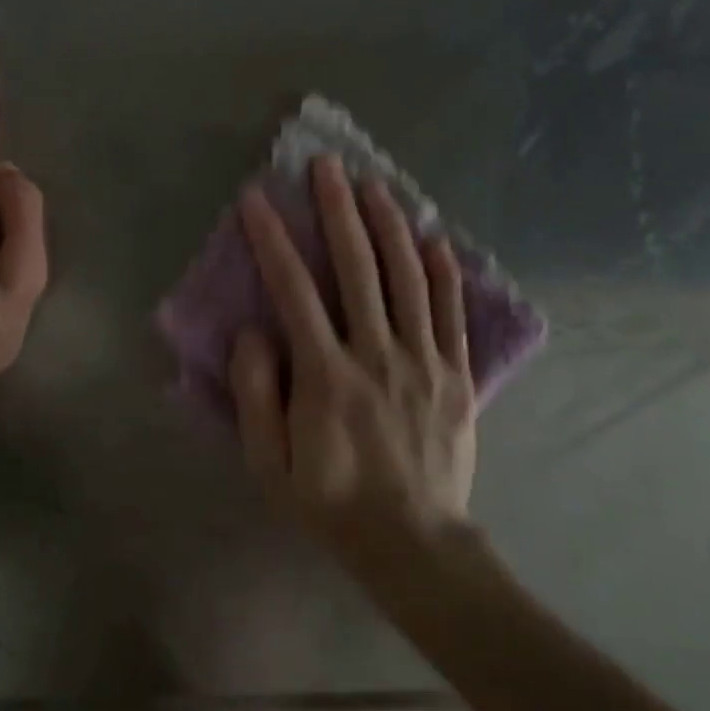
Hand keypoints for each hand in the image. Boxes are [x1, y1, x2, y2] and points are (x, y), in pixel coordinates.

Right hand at [228, 155, 476, 564]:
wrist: (412, 543)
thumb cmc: (331, 503)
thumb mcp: (269, 465)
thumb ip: (256, 395)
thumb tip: (253, 333)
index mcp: (327, 377)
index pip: (295, 291)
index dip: (274, 240)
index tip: (258, 200)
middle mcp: (377, 355)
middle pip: (358, 268)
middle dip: (338, 211)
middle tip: (327, 167)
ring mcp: (423, 361)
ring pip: (407, 279)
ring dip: (389, 226)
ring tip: (375, 185)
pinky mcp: (456, 374)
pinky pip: (450, 313)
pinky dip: (443, 272)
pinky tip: (434, 238)